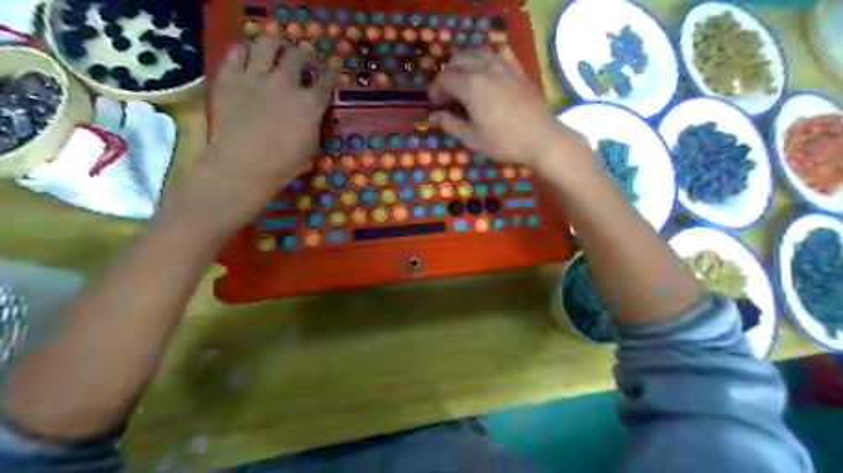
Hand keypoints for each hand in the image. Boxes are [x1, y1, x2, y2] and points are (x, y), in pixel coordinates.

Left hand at [171, 35, 337, 227]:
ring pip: (268, 43)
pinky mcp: (229, 77)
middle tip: (303, 62)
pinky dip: (245, 51)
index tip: (331, 69)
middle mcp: (285, 83)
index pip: (326, 79)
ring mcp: (255, 77)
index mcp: (309, 104)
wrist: (240, 168)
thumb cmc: (282, 165)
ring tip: (275, 53)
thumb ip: (315, 122)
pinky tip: (249, 60)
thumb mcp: (311, 147)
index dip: (331, 72)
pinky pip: (237, 51)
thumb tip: (314, 110)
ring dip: (276, 46)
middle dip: (305, 55)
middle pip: (299, 54)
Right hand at [428, 46, 587, 167]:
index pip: (443, 79)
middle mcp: (485, 68)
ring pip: (476, 53)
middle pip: (457, 62)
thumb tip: (434, 116)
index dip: (435, 91)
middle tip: (448, 97)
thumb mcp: (472, 138)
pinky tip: (488, 70)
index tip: (436, 106)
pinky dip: (487, 57)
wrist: (541, 138)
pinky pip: (499, 52)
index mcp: (470, 85)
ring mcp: (503, 65)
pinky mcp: (517, 69)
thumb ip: (450, 124)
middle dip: (447, 77)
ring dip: (464, 65)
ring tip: (464, 83)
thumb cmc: (504, 141)